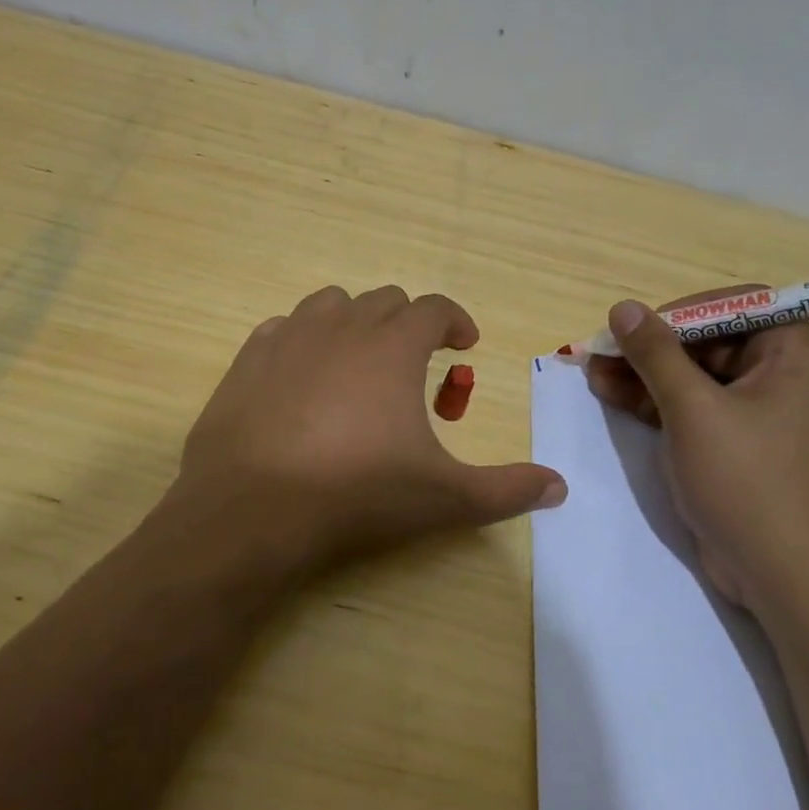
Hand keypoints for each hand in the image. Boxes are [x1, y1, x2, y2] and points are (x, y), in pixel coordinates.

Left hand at [172, 285, 566, 573]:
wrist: (252, 508)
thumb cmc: (357, 492)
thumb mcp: (444, 497)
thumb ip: (506, 490)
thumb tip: (560, 488)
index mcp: (393, 346)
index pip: (434, 308)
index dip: (455, 320)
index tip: (465, 342)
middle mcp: (343, 326)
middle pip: (385, 301)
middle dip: (408, 323)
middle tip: (415, 365)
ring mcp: (290, 337)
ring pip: (331, 304)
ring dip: (355, 322)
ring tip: (360, 361)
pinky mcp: (248, 358)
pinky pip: (283, 328)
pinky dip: (303, 340)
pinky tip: (303, 376)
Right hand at [584, 289, 808, 610]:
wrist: (779, 574)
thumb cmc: (745, 480)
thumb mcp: (693, 409)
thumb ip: (656, 354)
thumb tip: (624, 308)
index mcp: (792, 358)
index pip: (744, 304)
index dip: (692, 308)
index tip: (647, 324)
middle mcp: (779, 379)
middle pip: (711, 340)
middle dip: (654, 344)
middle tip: (605, 349)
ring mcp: (755, 416)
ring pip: (694, 376)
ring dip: (644, 372)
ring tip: (593, 369)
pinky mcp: (733, 447)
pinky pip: (692, 408)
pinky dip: (654, 401)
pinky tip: (610, 393)